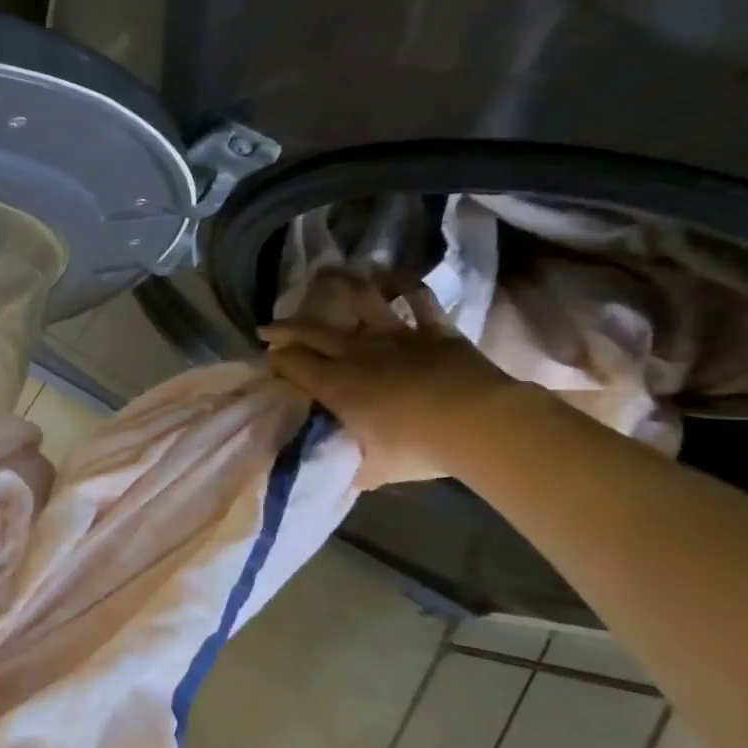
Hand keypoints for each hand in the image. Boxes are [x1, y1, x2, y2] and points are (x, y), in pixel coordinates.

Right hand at [260, 277, 534, 489]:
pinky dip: (404, 284)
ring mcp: (396, 336)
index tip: (266, 358)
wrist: (480, 424)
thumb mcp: (373, 469)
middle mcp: (357, 353)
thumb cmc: (418, 449)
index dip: (275, 359)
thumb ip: (350, 466)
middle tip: (269, 326)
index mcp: (335, 385)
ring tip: (327, 275)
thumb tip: (335, 473)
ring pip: (362, 301)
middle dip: (285, 327)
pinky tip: (390, 275)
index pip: (292, 364)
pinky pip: (418, 299)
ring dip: (342, 285)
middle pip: (312, 330)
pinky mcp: (434, 330)